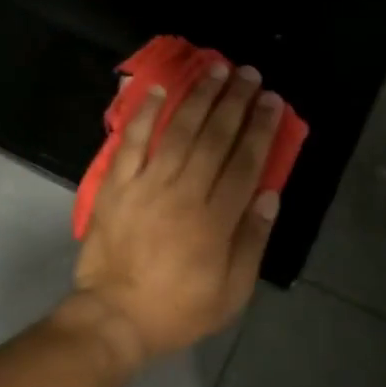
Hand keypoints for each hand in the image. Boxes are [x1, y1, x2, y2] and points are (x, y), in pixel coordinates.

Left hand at [69, 62, 282, 362]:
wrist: (114, 317)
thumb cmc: (177, 309)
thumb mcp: (231, 292)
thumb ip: (252, 241)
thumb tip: (269, 194)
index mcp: (215, 220)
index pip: (245, 163)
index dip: (261, 129)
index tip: (272, 100)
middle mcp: (183, 193)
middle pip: (214, 138)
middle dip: (235, 102)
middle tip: (249, 73)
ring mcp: (146, 185)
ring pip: (177, 132)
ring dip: (198, 98)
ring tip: (215, 69)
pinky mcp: (116, 186)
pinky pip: (130, 143)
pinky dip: (144, 114)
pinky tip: (159, 90)